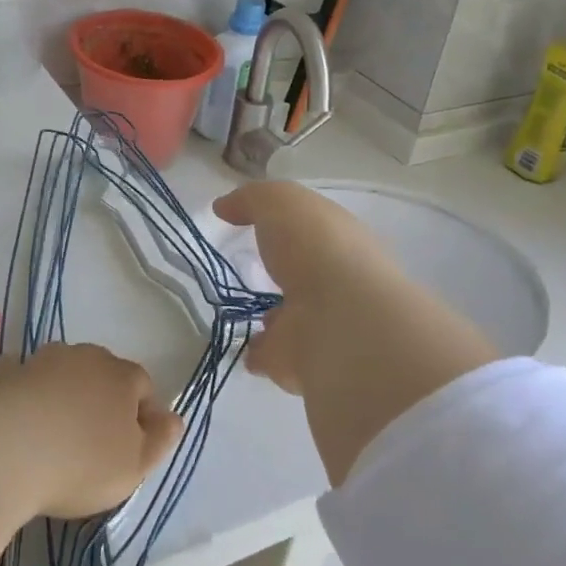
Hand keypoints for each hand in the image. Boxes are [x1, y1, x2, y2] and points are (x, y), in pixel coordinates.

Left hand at [0, 343, 183, 519]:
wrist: (4, 454)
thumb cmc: (80, 464)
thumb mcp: (135, 466)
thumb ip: (161, 440)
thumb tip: (173, 417)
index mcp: (123, 376)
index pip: (144, 386)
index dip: (142, 416)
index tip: (130, 449)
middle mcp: (86, 357)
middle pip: (103, 373)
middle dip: (102, 399)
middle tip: (92, 442)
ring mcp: (42, 360)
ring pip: (63, 369)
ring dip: (64, 390)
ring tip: (53, 430)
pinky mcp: (5, 373)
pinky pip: (20, 375)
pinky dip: (23, 388)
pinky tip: (17, 412)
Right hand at [212, 183, 497, 483]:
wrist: (339, 321)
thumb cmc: (315, 248)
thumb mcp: (281, 202)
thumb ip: (252, 200)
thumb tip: (224, 206)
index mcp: (341, 242)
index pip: (317, 232)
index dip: (293, 227)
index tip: (261, 226)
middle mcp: (338, 284)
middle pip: (307, 277)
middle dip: (287, 276)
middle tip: (256, 273)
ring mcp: (322, 327)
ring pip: (293, 319)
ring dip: (275, 319)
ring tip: (246, 315)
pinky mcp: (302, 365)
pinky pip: (275, 356)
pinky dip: (261, 354)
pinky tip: (242, 348)